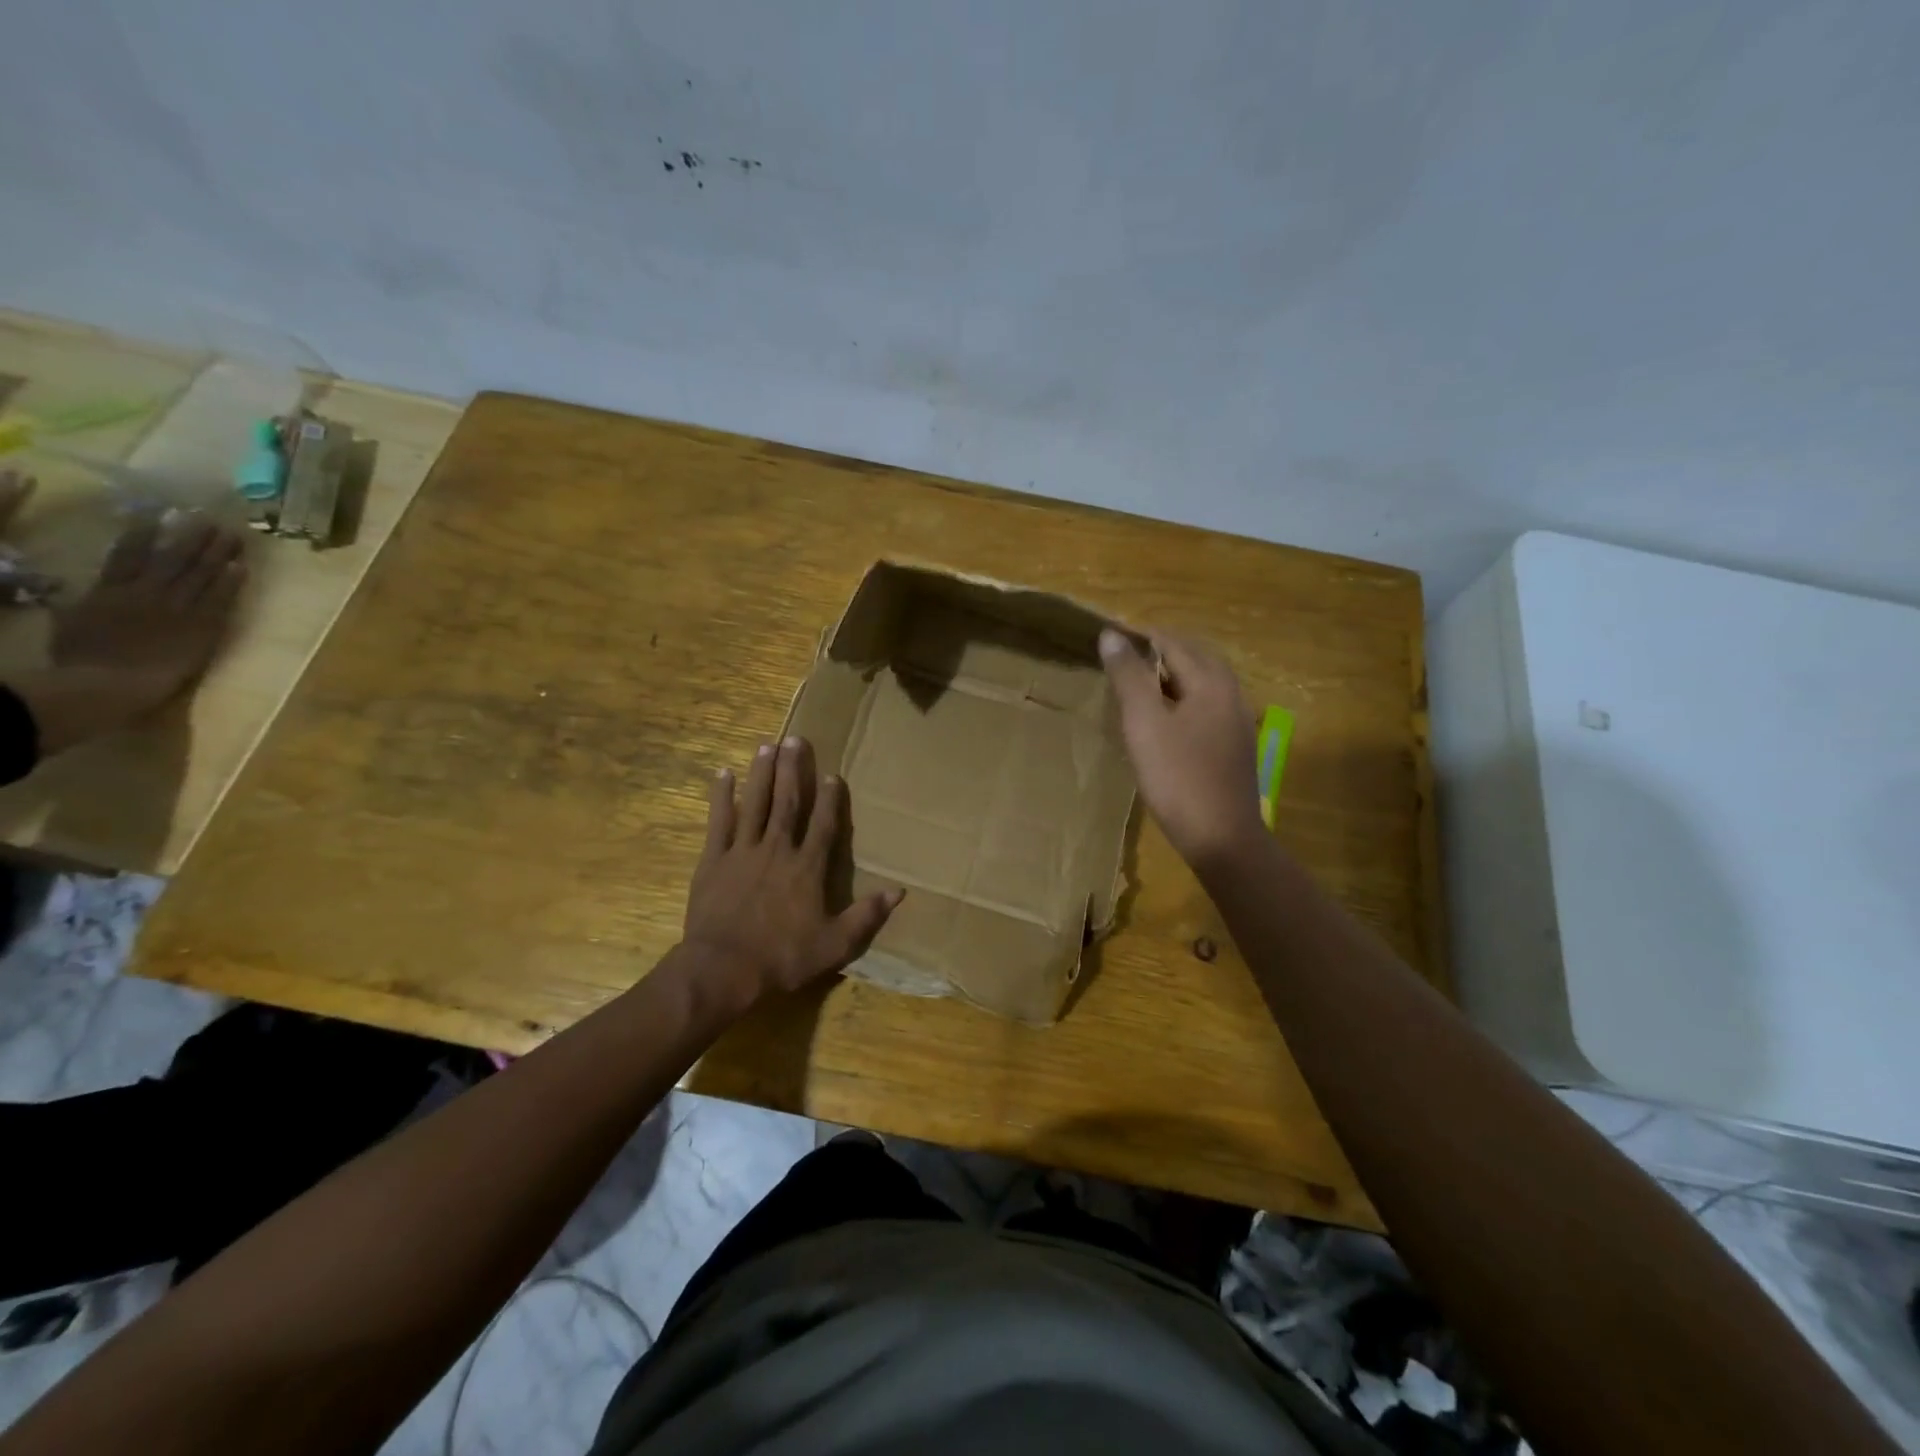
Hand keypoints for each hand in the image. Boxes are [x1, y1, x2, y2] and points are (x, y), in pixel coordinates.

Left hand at [682, 736, 902, 1007]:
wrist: (723, 969)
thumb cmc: (782, 958)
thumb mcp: (834, 945)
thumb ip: (866, 916)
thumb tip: (899, 891)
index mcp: (807, 868)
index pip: (823, 825)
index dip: (830, 799)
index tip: (833, 773)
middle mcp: (778, 849)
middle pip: (788, 802)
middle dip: (793, 769)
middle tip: (795, 739)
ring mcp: (744, 851)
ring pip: (755, 803)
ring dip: (762, 774)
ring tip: (766, 745)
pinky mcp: (714, 860)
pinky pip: (719, 822)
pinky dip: (721, 798)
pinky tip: (723, 774)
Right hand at [1099, 626, 1263, 870]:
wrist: (1222, 838)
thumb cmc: (1178, 777)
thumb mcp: (1144, 724)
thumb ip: (1129, 677)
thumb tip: (1111, 635)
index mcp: (1211, 682)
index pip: (1173, 643)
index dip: (1141, 638)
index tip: (1111, 641)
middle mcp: (1231, 693)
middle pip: (1195, 658)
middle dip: (1161, 652)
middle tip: (1124, 659)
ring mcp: (1238, 721)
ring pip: (1204, 683)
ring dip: (1173, 676)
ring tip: (1141, 685)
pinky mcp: (1235, 746)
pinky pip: (1208, 706)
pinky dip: (1185, 698)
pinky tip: (1167, 719)